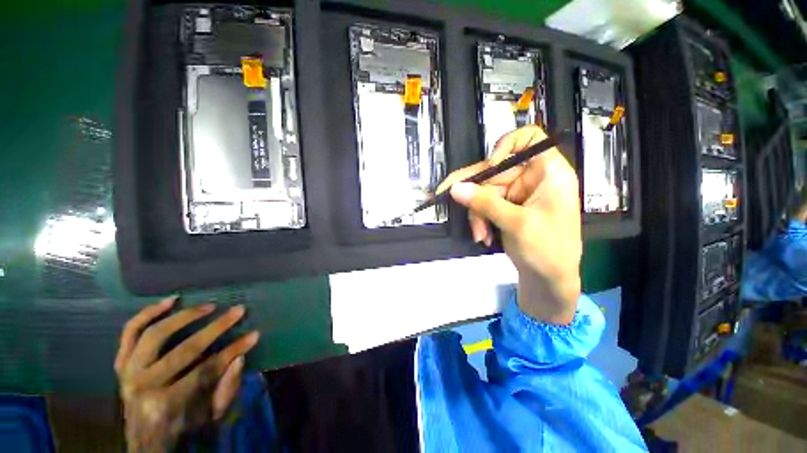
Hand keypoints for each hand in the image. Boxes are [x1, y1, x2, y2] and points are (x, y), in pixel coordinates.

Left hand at [115, 296, 259, 451]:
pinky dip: (148, 313)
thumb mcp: (210, 417)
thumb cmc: (182, 429)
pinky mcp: (122, 363)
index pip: (207, 369)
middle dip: (216, 328)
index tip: (255, 335)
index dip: (233, 350)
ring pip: (155, 334)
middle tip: (238, 310)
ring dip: (185, 316)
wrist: (144, 441)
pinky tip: (170, 300)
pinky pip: (130, 332)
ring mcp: (128, 372)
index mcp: (167, 404)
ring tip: (208, 305)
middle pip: (185, 350)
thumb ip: (226, 389)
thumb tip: (240, 357)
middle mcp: (144, 385)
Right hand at [436, 125, 580, 324]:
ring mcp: (518, 193)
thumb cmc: (547, 250)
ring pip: (485, 191)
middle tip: (450, 199)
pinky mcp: (507, 207)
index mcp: (549, 173)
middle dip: (477, 194)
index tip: (490, 166)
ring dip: (477, 213)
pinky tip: (483, 235)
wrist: (549, 281)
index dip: (506, 147)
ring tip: (479, 234)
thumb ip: (485, 203)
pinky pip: (485, 205)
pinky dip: (480, 219)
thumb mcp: (517, 224)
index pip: (529, 140)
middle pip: (496, 171)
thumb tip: (455, 187)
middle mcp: (532, 178)